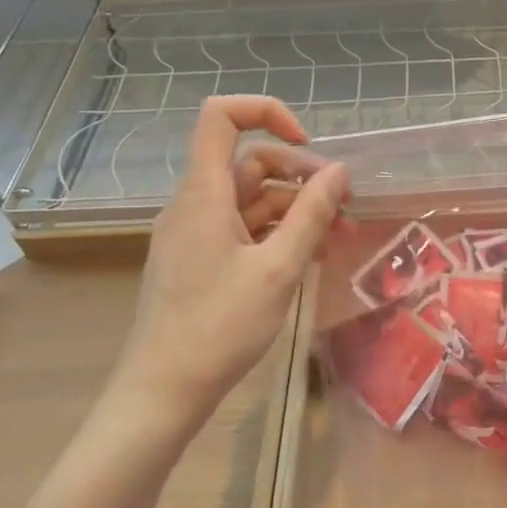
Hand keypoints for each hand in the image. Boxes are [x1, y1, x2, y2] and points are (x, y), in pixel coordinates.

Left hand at [109, 96, 348, 435]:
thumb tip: (340, 171)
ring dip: (297, 209)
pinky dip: (278, 233)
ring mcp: (195, 233)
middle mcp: (194, 204)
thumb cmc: (219, 327)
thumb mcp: (278, 269)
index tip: (308, 147)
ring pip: (251, 199)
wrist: (162, 393)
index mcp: (203, 194)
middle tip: (344, 204)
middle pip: (249, 162)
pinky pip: (244, 229)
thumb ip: (312, 215)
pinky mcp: (200, 260)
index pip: (220, 117)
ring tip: (339, 236)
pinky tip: (311, 256)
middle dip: (301, 175)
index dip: (266, 113)